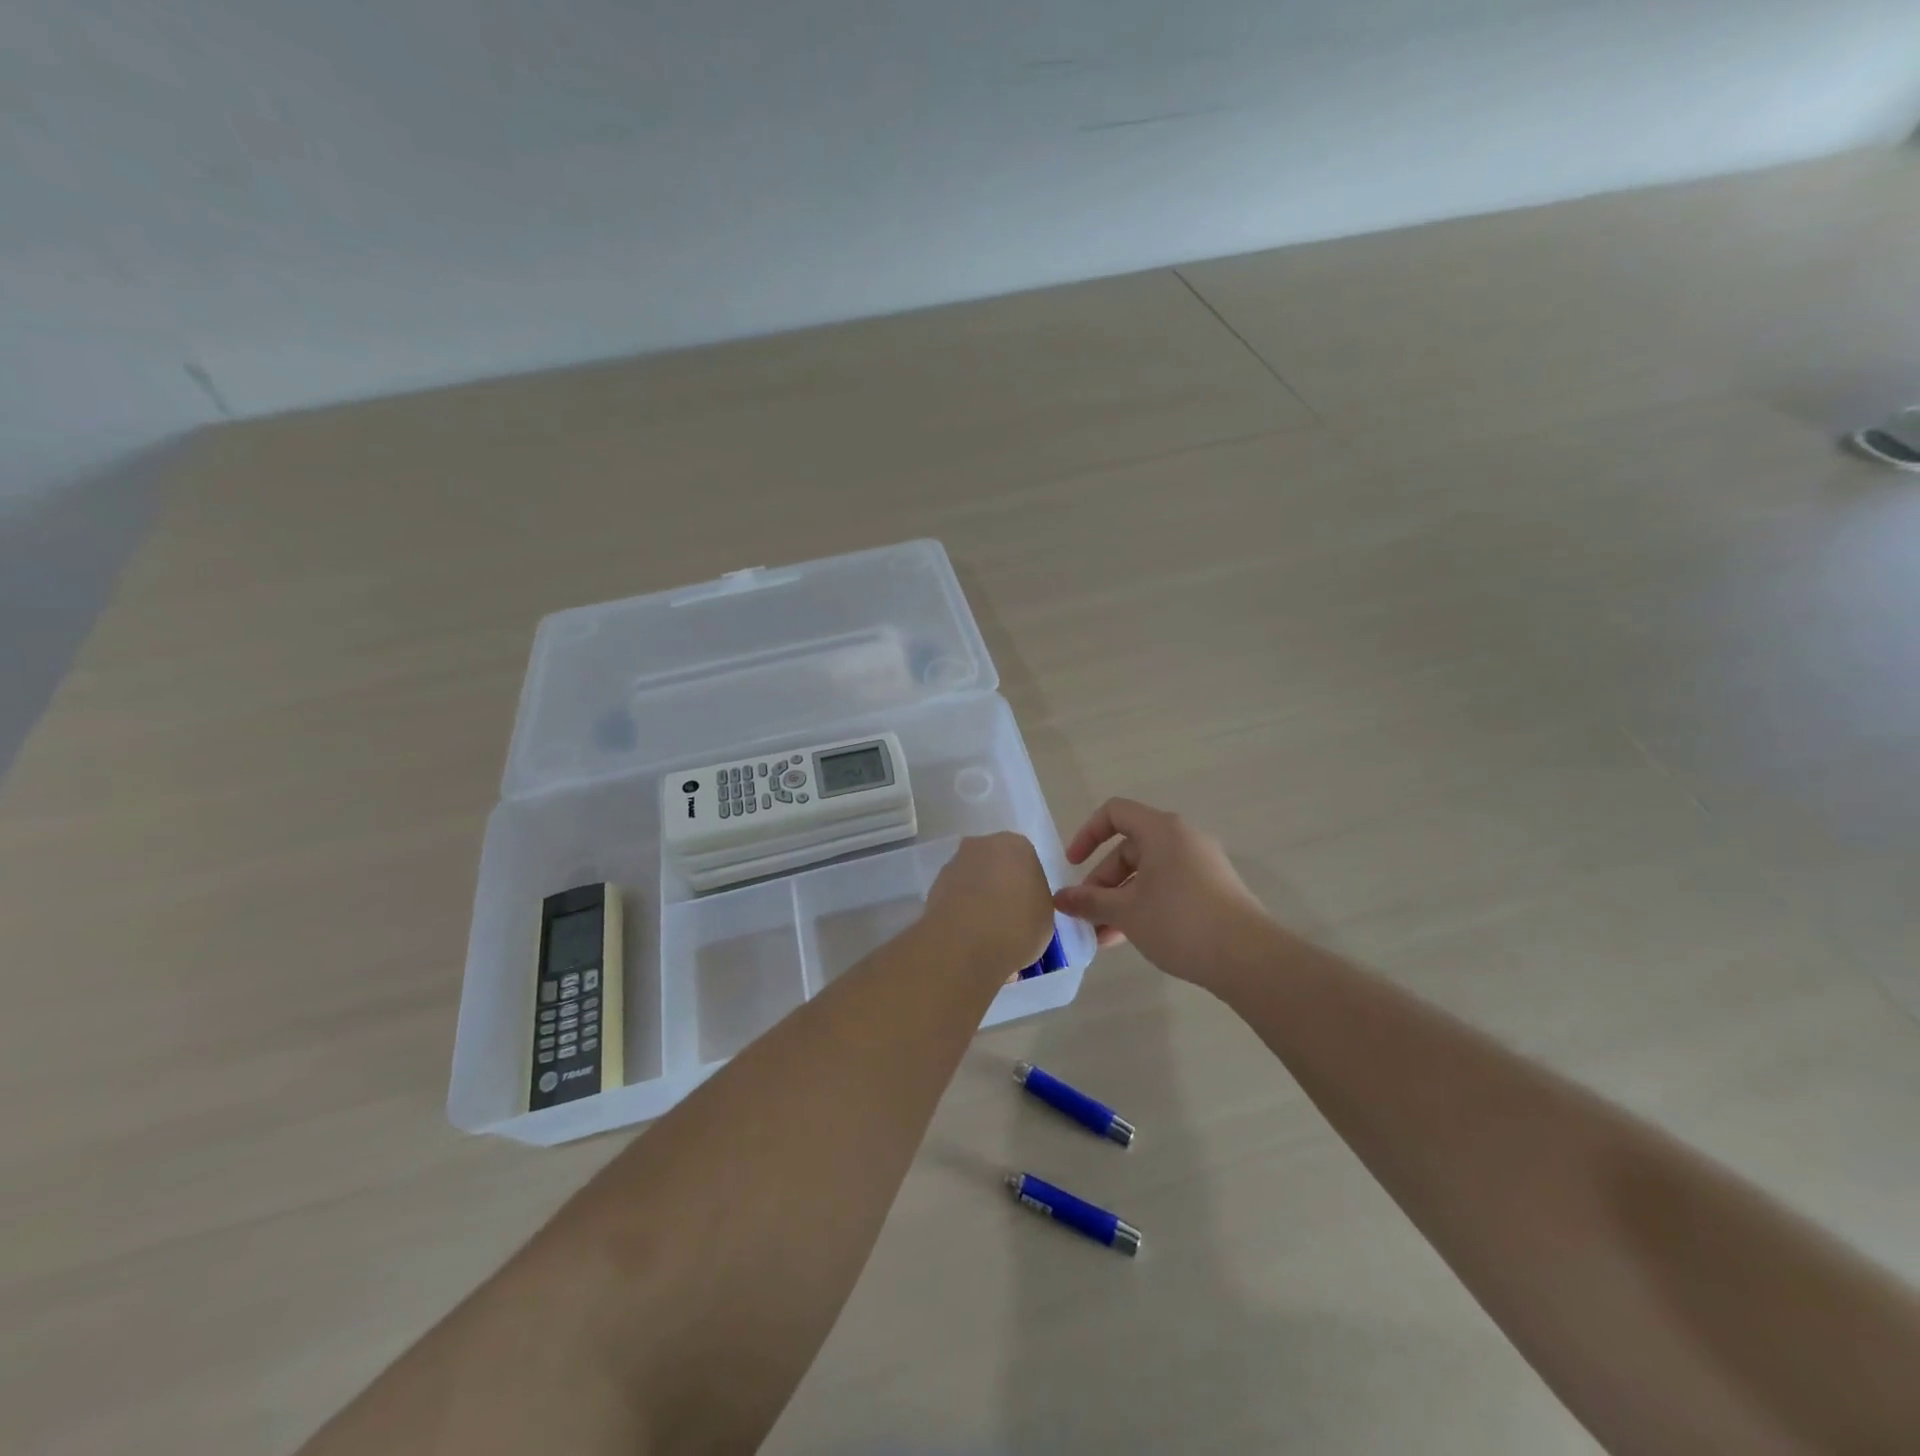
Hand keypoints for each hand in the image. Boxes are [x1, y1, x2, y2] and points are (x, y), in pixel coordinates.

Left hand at [925, 833, 1056, 974]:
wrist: (966, 941)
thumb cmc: (1018, 924)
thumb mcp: (1045, 917)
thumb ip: (1035, 903)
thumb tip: (1022, 906)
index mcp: (1017, 845)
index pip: (1026, 862)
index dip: (1027, 888)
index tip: (1027, 911)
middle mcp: (983, 845)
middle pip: (995, 865)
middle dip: (999, 887)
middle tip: (1007, 919)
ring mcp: (954, 863)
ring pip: (972, 880)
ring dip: (977, 899)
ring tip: (984, 934)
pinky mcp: (933, 886)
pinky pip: (954, 897)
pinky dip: (960, 912)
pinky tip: (966, 937)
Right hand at [1053, 798, 1270, 988]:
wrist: (1248, 957)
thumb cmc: (1179, 921)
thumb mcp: (1126, 911)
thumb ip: (1089, 902)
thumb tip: (1060, 899)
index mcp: (1162, 830)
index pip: (1115, 813)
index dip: (1087, 834)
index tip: (1073, 865)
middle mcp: (1183, 839)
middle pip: (1129, 848)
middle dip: (1102, 882)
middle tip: (1086, 914)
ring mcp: (1201, 865)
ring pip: (1148, 874)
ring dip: (1121, 900)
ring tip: (1102, 937)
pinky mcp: (1213, 891)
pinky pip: (1168, 888)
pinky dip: (1145, 906)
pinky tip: (1130, 938)